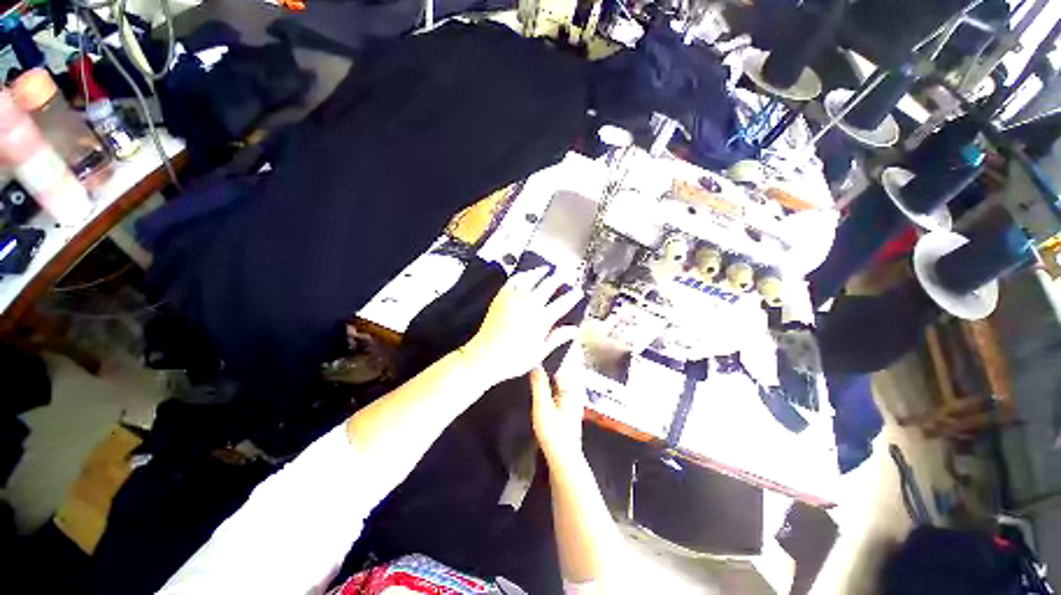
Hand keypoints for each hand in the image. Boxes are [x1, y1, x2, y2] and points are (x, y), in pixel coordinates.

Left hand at [461, 266, 581, 386]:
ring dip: (540, 272)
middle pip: (548, 285)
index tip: (578, 292)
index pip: (562, 303)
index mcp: (541, 319)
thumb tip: (574, 329)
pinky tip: (524, 274)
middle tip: (564, 275)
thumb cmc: (513, 359)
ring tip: (546, 268)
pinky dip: (521, 275)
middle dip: (558, 279)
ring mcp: (514, 298)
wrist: (484, 356)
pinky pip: (513, 281)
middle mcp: (529, 304)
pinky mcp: (501, 297)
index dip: (572, 296)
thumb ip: (557, 338)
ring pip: (531, 278)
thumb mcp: (540, 352)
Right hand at [531, 366, 586, 463]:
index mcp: (571, 388)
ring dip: (544, 377)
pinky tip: (536, 388)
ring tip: (529, 372)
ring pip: (556, 381)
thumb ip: (539, 384)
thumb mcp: (542, 406)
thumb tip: (536, 364)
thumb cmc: (553, 433)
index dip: (546, 359)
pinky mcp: (565, 407)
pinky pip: (555, 390)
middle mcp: (573, 391)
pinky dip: (546, 387)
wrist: (562, 459)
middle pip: (558, 372)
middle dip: (544, 367)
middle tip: (528, 361)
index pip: (559, 364)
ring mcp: (570, 399)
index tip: (532, 354)